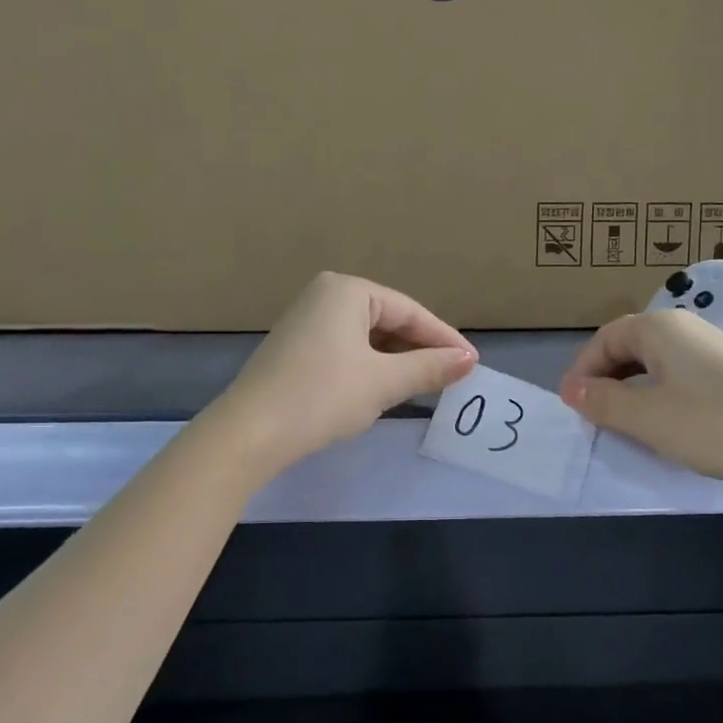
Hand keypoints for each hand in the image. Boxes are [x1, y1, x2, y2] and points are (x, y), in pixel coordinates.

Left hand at [211, 273, 476, 474]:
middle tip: (451, 375)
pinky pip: (346, 348)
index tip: (472, 363)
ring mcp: (306, 320)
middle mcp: (325, 294)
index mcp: (347, 290)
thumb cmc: (323, 396)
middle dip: (419, 349)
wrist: (250, 432)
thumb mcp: (383, 382)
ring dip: (396, 360)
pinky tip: (384, 387)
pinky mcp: (296, 346)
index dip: (443, 338)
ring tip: (425, 384)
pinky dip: (370, 366)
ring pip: (367, 337)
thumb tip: (468, 361)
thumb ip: (429, 368)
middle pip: (388, 320)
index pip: (409, 311)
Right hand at [559, 308, 722, 494]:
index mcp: (658, 328)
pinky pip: (680, 376)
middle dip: (606, 380)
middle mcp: (684, 327)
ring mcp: (712, 347)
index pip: (603, 340)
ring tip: (627, 424)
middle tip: (595, 417)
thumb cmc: (715, 424)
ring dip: (633, 390)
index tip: (573, 407)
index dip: (583, 372)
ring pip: (655, 364)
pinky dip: (661, 395)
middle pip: (629, 347)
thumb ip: (604, 402)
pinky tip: (668, 424)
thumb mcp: (647, 418)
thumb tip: (574, 389)